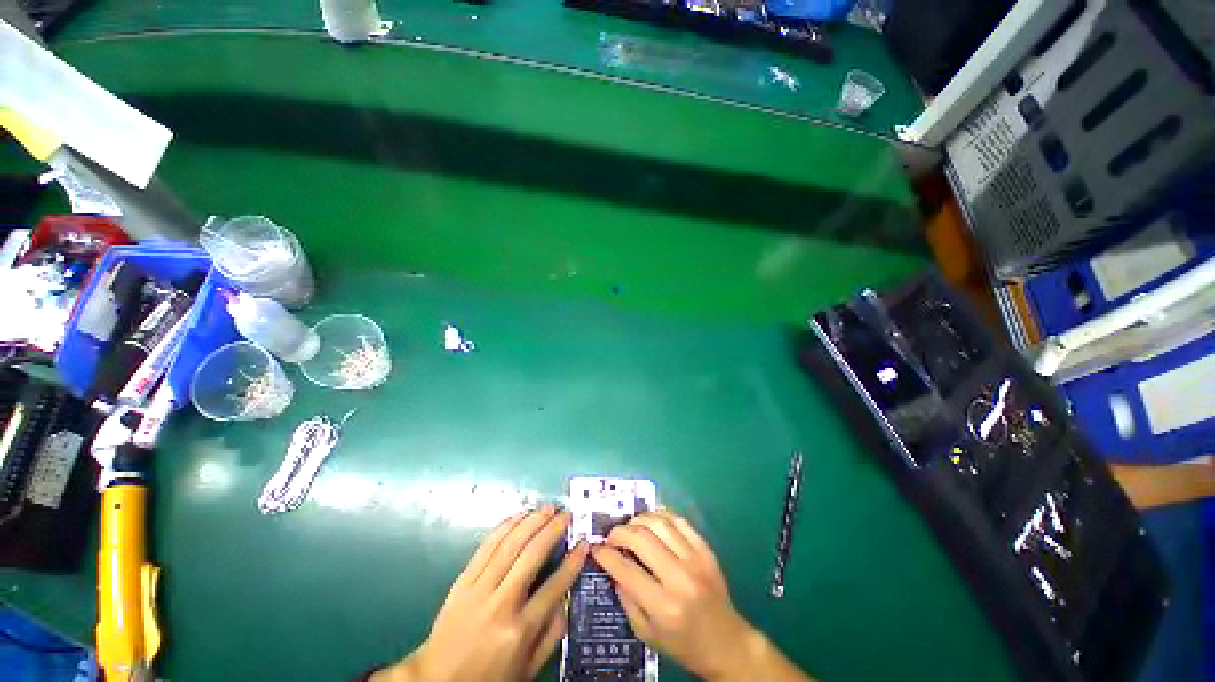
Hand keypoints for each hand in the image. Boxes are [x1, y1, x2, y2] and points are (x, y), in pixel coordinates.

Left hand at [374, 508, 587, 681]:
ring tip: (547, 508)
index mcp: (519, 630)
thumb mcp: (527, 669)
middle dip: (552, 530)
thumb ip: (551, 636)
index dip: (572, 562)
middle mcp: (500, 604)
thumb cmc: (488, 677)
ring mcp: (478, 589)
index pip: (554, 587)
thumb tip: (567, 599)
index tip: (584, 543)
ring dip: (531, 522)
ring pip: (509, 545)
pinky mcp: (462, 581)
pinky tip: (518, 516)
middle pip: (531, 556)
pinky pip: (485, 547)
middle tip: (566, 514)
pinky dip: (504, 527)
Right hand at [592, 510, 810, 681]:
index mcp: (663, 606)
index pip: (626, 569)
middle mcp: (679, 578)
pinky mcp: (706, 550)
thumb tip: (613, 567)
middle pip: (641, 539)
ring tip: (630, 527)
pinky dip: (661, 515)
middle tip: (611, 536)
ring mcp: (696, 560)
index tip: (595, 548)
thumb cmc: (683, 644)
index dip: (605, 555)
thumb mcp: (647, 634)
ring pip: (660, 524)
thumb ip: (627, 600)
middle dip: (619, 533)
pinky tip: (651, 519)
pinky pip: (680, 521)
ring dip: (638, 520)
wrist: (727, 643)